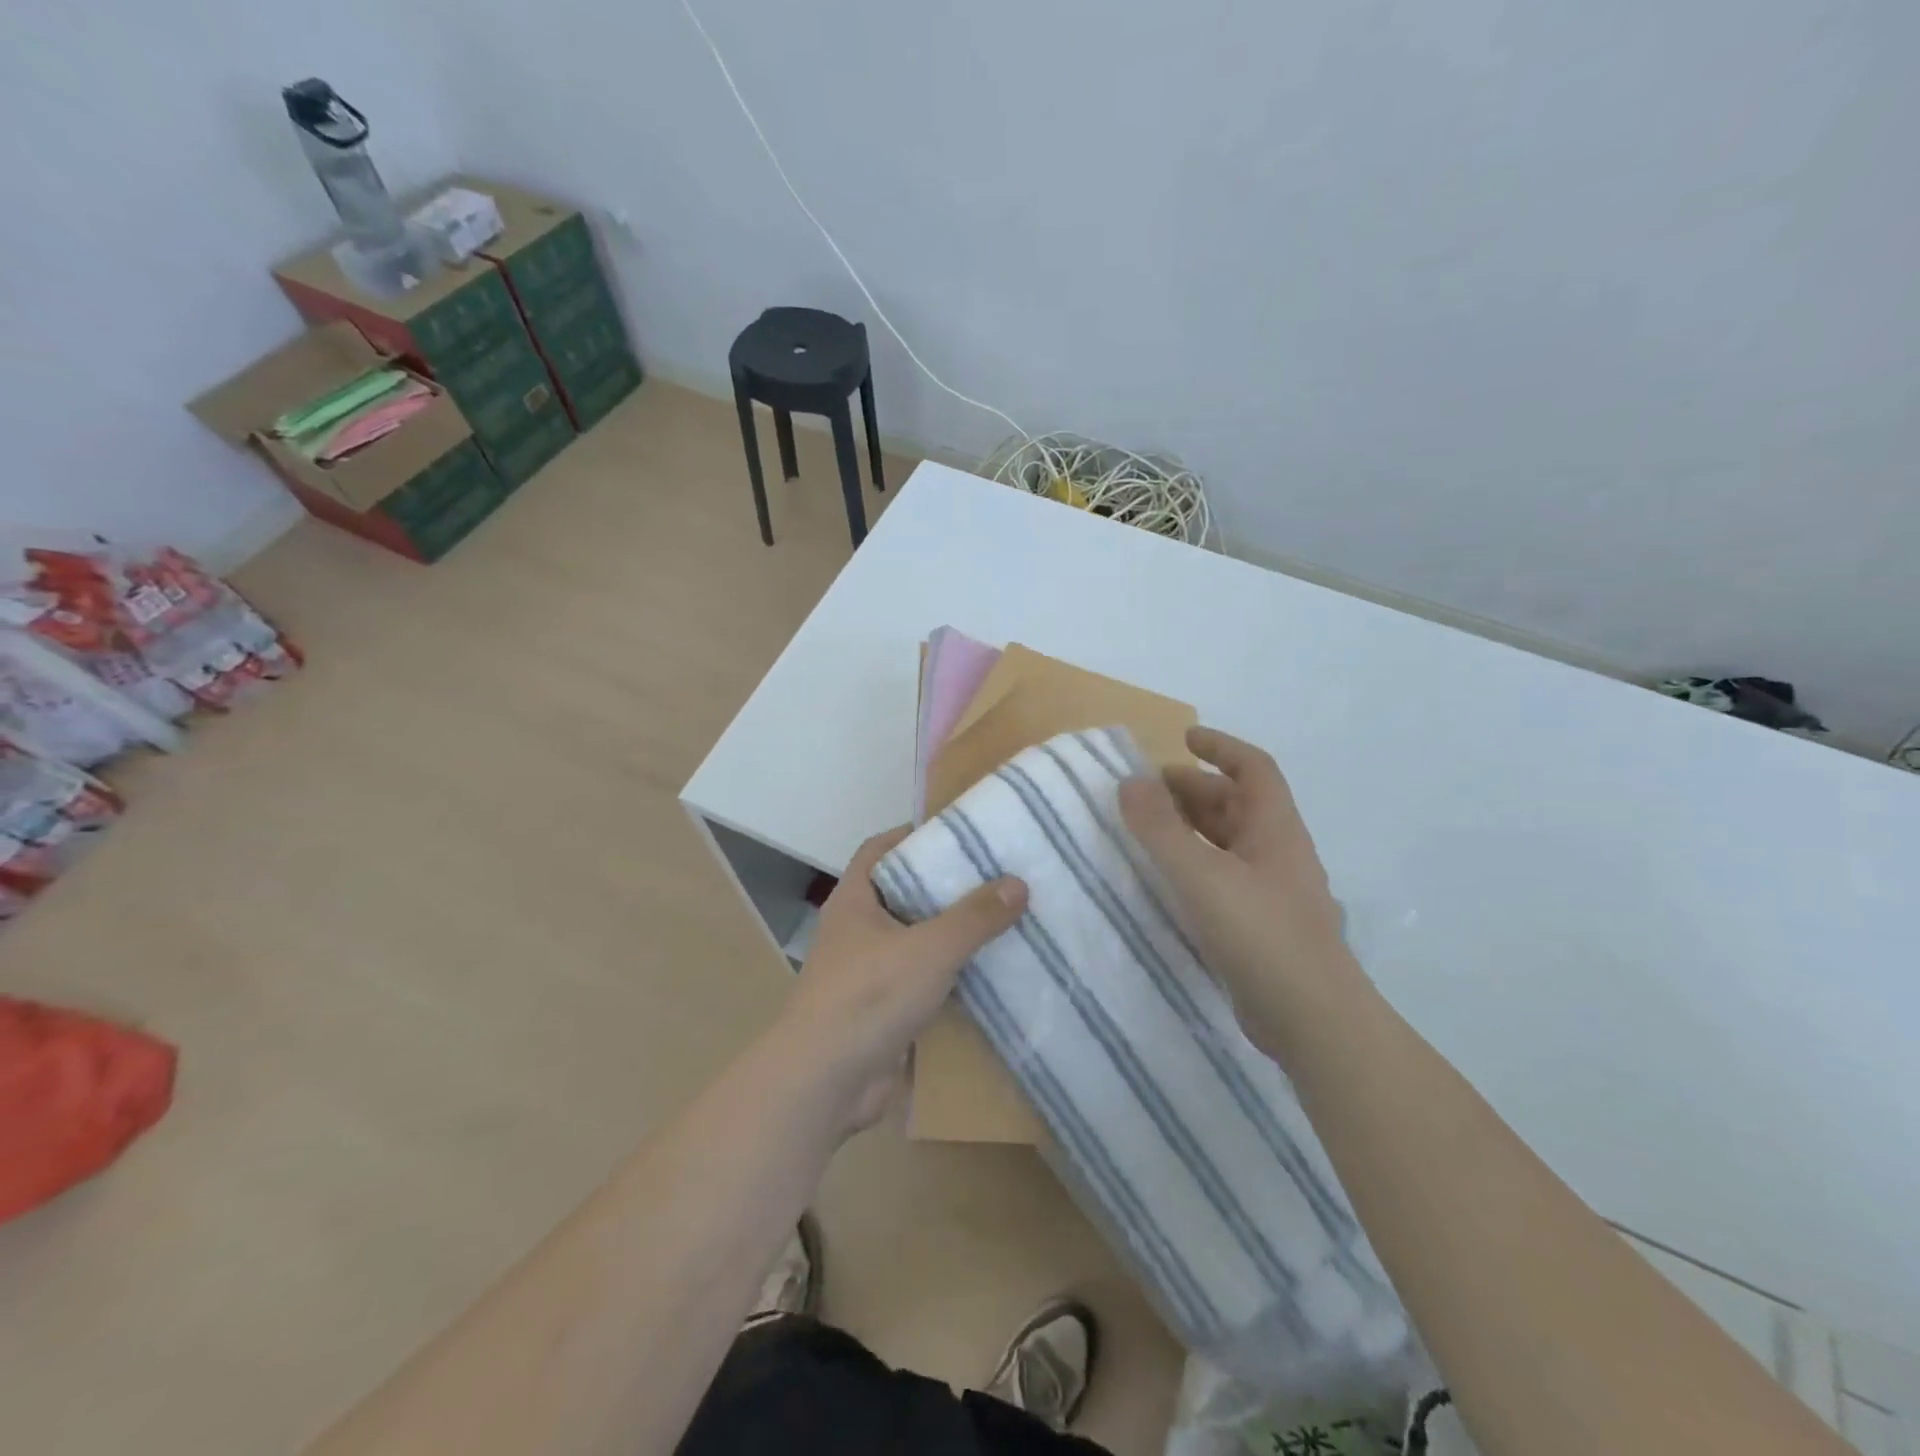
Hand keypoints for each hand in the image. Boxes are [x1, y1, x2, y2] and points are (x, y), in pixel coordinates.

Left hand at [774, 828, 1026, 1133]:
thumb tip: (1018, 883)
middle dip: (945, 885)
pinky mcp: (883, 1010)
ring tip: (1003, 918)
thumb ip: (975, 917)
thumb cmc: (869, 997)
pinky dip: (950, 976)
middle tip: (995, 874)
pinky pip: (922, 981)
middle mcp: (858, 930)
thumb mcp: (929, 948)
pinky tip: (989, 973)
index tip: (957, 832)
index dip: (913, 835)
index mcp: (855, 901)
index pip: (880, 850)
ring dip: (952, 934)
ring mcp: (869, 972)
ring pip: (916, 940)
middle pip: (904, 894)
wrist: (825, 1084)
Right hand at [1118, 726, 1363, 1057]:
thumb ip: (1161, 828)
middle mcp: (1277, 852)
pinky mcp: (1260, 926)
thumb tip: (1129, 781)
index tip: (1183, 738)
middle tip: (1146, 792)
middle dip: (1193, 790)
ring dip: (1192, 828)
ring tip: (1147, 830)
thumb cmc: (1260, 934)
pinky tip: (1166, 880)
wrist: (1312, 1020)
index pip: (1253, 768)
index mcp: (1275, 829)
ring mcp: (1271, 891)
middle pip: (1236, 804)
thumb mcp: (1202, 876)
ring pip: (1228, 842)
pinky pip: (1222, 877)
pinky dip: (1194, 865)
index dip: (1221, 747)